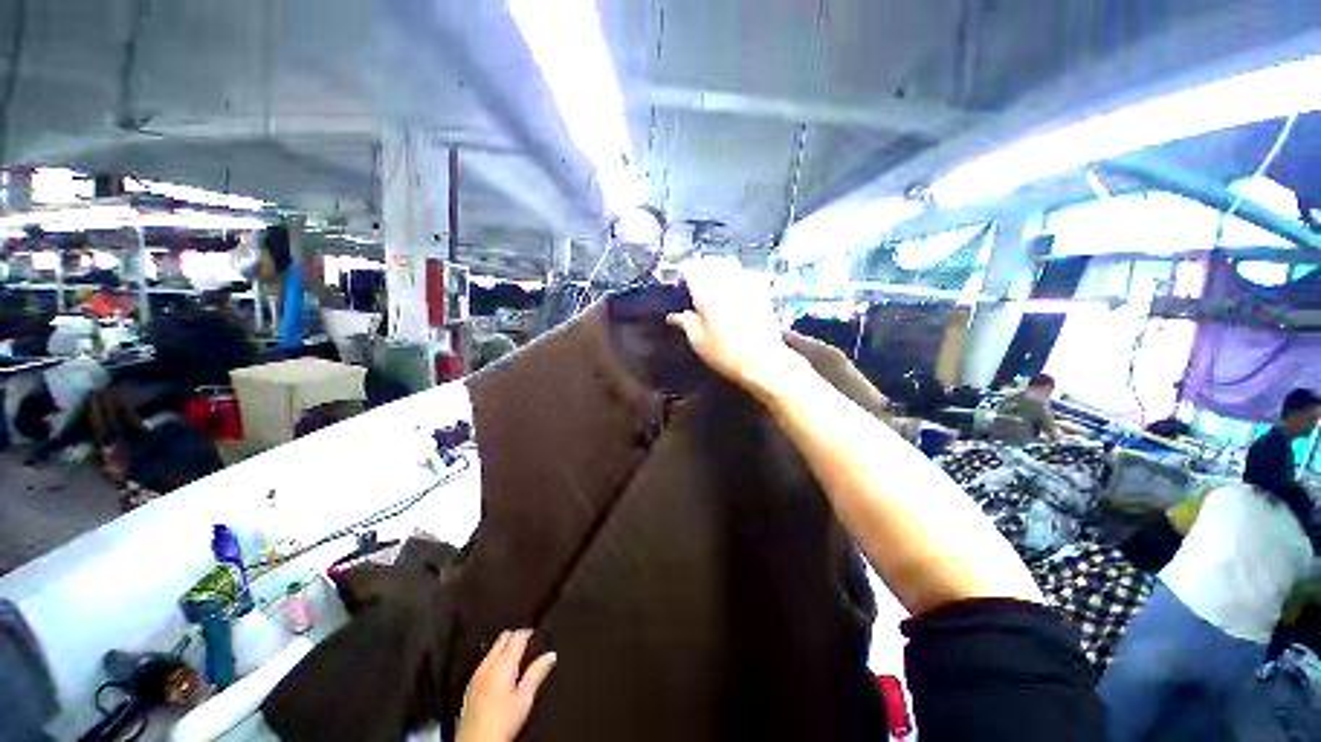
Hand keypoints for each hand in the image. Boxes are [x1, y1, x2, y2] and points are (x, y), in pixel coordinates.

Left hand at [457, 630, 557, 741]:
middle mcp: (487, 666)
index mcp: (503, 665)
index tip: (536, 636)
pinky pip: (484, 662)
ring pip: (492, 649)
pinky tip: (501, 675)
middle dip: (516, 637)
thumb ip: (537, 673)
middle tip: (528, 646)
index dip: (529, 633)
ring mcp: (476, 676)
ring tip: (517, 661)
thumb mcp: (525, 699)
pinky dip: (495, 660)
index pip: (518, 636)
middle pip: (503, 638)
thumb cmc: (500, 726)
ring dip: (505, 648)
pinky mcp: (469, 686)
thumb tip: (550, 656)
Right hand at [667, 258, 807, 399]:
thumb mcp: (698, 341)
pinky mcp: (761, 292)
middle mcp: (726, 283)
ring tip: (714, 286)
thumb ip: (686, 323)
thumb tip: (675, 317)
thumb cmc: (726, 354)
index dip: (683, 275)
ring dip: (719, 270)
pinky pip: (745, 275)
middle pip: (710, 262)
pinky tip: (734, 293)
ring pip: (729, 264)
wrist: (763, 362)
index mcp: (706, 293)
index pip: (690, 269)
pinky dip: (736, 278)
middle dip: (701, 270)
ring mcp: (746, 285)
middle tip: (696, 285)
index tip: (681, 285)